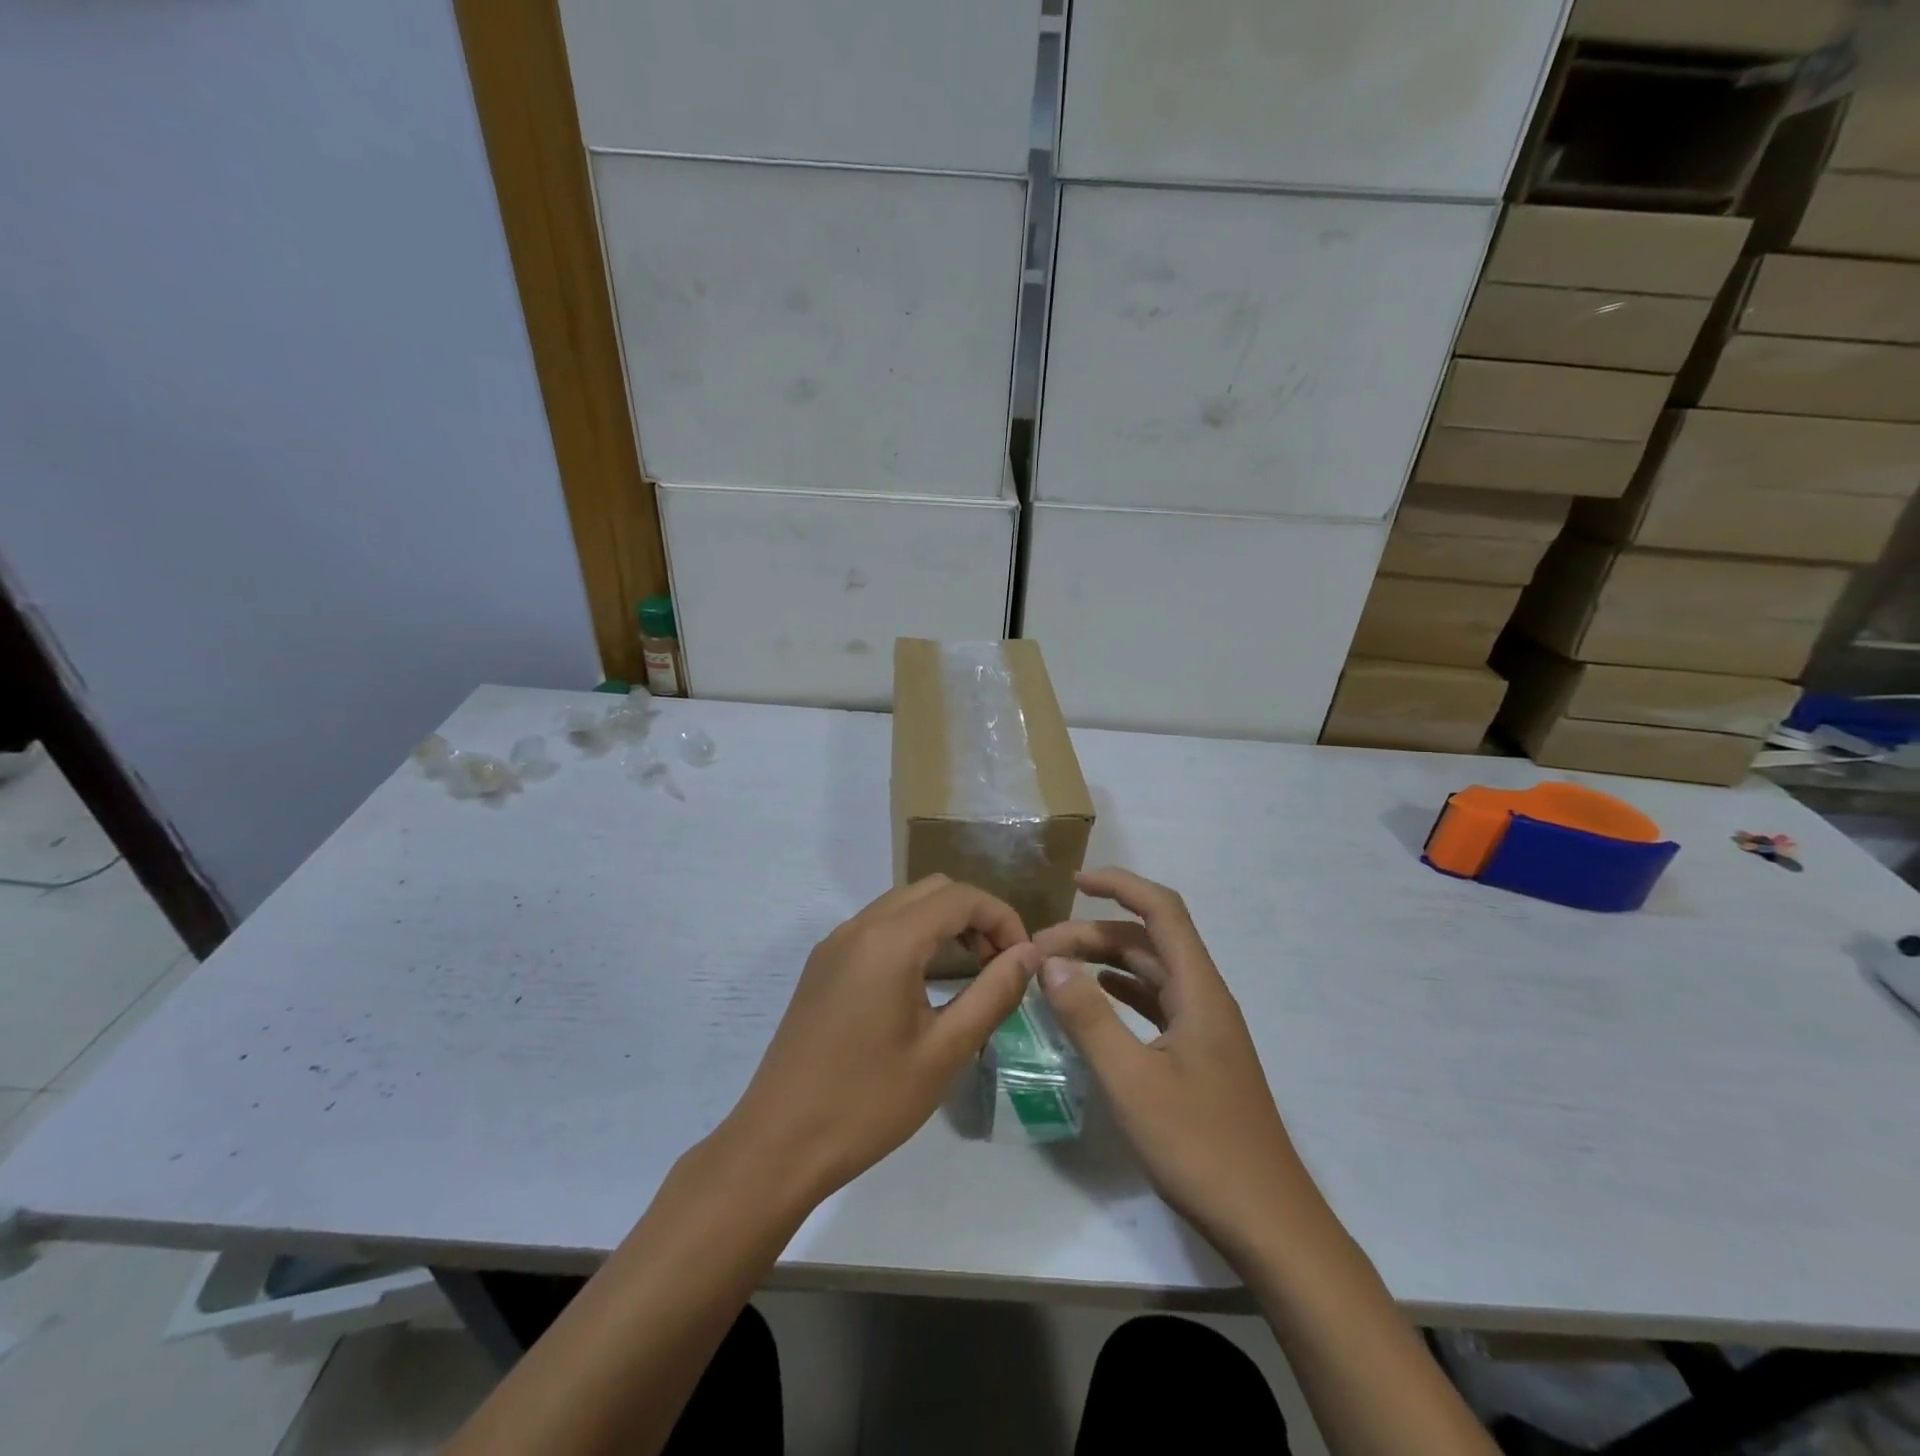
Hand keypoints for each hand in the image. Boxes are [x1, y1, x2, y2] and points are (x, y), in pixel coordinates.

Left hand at [722, 875, 1037, 1205]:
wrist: (778, 1144)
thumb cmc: (868, 1102)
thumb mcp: (944, 1052)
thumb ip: (993, 993)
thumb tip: (1028, 953)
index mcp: (889, 941)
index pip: (961, 897)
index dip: (1002, 918)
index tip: (1023, 958)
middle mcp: (859, 927)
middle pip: (932, 890)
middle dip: (975, 915)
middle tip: (999, 964)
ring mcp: (835, 943)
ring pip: (903, 904)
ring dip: (944, 923)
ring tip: (970, 971)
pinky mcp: (822, 965)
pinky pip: (878, 926)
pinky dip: (913, 935)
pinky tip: (924, 981)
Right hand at [1034, 869, 1311, 1259]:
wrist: (1268, 1224)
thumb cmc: (1200, 1147)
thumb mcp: (1131, 1081)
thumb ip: (1088, 1018)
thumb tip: (1050, 962)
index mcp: (1198, 990)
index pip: (1161, 910)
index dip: (1119, 885)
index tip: (1073, 883)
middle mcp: (1204, 998)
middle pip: (1148, 941)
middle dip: (1094, 934)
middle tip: (1040, 950)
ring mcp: (1204, 1029)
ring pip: (1150, 972)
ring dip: (1105, 962)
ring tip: (1056, 970)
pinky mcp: (1199, 1057)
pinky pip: (1155, 1004)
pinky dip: (1120, 992)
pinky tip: (1094, 1002)